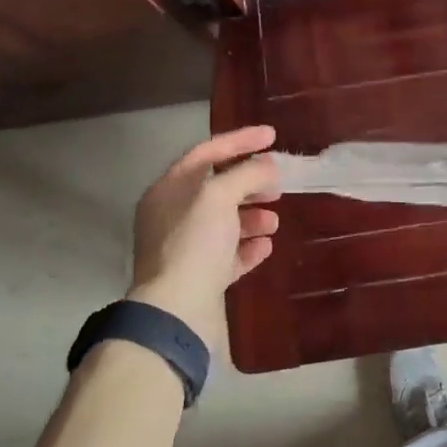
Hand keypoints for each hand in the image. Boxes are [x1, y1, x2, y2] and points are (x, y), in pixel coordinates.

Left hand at [127, 125, 279, 357]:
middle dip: (250, 183)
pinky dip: (248, 247)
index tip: (272, 135)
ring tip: (275, 220)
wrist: (177, 311)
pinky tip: (266, 246)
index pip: (206, 152)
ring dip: (252, 216)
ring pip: (224, 223)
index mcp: (169, 190)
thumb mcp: (219, 196)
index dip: (240, 140)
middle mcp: (172, 216)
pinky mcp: (199, 277)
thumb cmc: (194, 243)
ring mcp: (185, 248)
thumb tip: (267, 166)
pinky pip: (228, 255)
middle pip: (216, 189)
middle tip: (278, 184)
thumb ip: (246, 173)